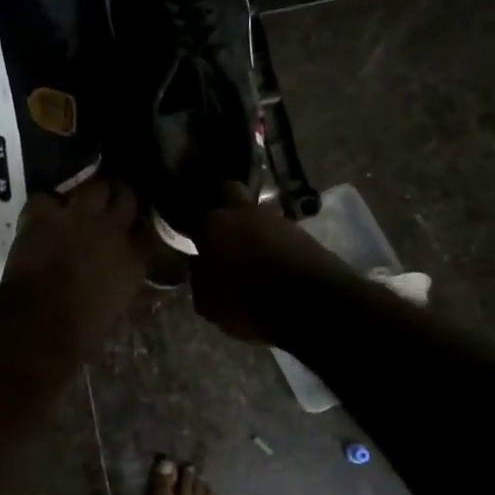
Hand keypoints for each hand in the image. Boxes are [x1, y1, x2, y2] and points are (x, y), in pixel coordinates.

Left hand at [3, 178, 146, 350]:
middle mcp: (112, 228)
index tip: (136, 227)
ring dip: (90, 193)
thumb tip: (155, 295)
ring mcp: (78, 215)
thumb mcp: (122, 314)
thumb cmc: (84, 328)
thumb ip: (140, 298)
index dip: (141, 226)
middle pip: (126, 196)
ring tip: (82, 201)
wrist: (41, 320)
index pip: (149, 228)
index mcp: (135, 256)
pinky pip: (47, 197)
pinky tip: (43, 216)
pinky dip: (46, 206)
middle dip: (120, 198)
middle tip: (111, 204)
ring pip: (94, 187)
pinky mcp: (44, 213)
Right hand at [190, 186, 350, 342]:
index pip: (188, 209)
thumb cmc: (249, 304)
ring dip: (245, 224)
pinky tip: (265, 257)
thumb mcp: (208, 301)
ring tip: (242, 246)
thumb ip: (198, 276)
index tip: (178, 222)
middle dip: (216, 199)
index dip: (181, 213)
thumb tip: (201, 263)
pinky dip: (267, 240)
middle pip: (225, 189)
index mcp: (211, 224)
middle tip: (210, 220)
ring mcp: (275, 218)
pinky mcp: (301, 231)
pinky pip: (274, 230)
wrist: (316, 305)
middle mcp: (241, 212)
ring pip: (252, 211)